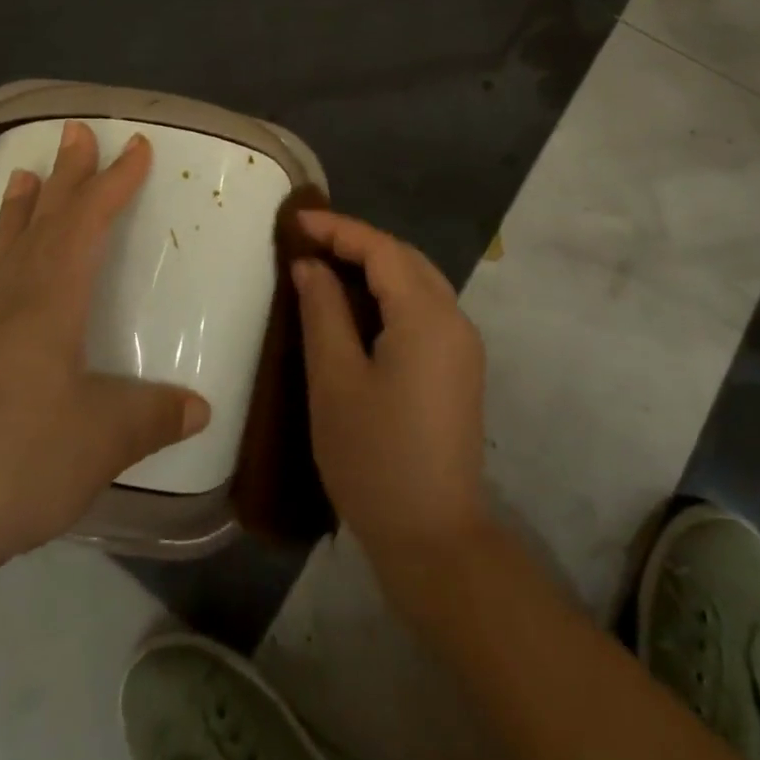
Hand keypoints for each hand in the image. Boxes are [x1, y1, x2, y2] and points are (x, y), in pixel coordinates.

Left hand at [0, 122, 210, 592]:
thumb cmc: (15, 460)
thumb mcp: (104, 439)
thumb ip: (154, 416)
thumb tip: (201, 408)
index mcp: (50, 299)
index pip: (89, 222)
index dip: (115, 183)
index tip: (136, 147)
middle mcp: (9, 300)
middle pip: (44, 222)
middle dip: (67, 176)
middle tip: (74, 132)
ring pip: (2, 251)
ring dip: (19, 212)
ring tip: (23, 176)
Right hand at [292, 211, 488, 579]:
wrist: (434, 538)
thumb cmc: (374, 459)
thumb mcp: (335, 381)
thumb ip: (323, 312)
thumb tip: (310, 265)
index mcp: (427, 316)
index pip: (381, 249)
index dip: (338, 229)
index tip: (295, 220)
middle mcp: (454, 319)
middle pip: (405, 258)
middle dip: (357, 242)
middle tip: (307, 241)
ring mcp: (463, 344)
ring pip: (418, 280)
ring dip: (375, 265)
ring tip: (327, 265)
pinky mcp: (460, 366)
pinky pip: (425, 307)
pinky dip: (391, 293)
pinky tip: (359, 305)